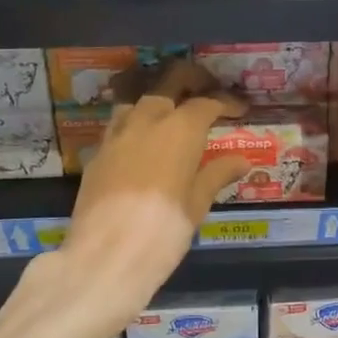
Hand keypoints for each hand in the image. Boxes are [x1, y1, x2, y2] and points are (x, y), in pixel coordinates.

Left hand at [22, 61, 248, 334]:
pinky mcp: (96, 154)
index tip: (239, 110)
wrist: (104, 257)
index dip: (226, 103)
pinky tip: (142, 142)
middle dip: (190, 80)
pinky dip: (135, 124)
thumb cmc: (163, 231)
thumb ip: (217, 175)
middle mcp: (147, 120)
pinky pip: (119, 126)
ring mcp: (116, 135)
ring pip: (138, 101)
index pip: (207, 103)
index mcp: (180, 129)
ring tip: (172, 112)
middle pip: (169, 83)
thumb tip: (241, 161)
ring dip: (158, 99)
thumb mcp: (197, 205)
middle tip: (206, 89)